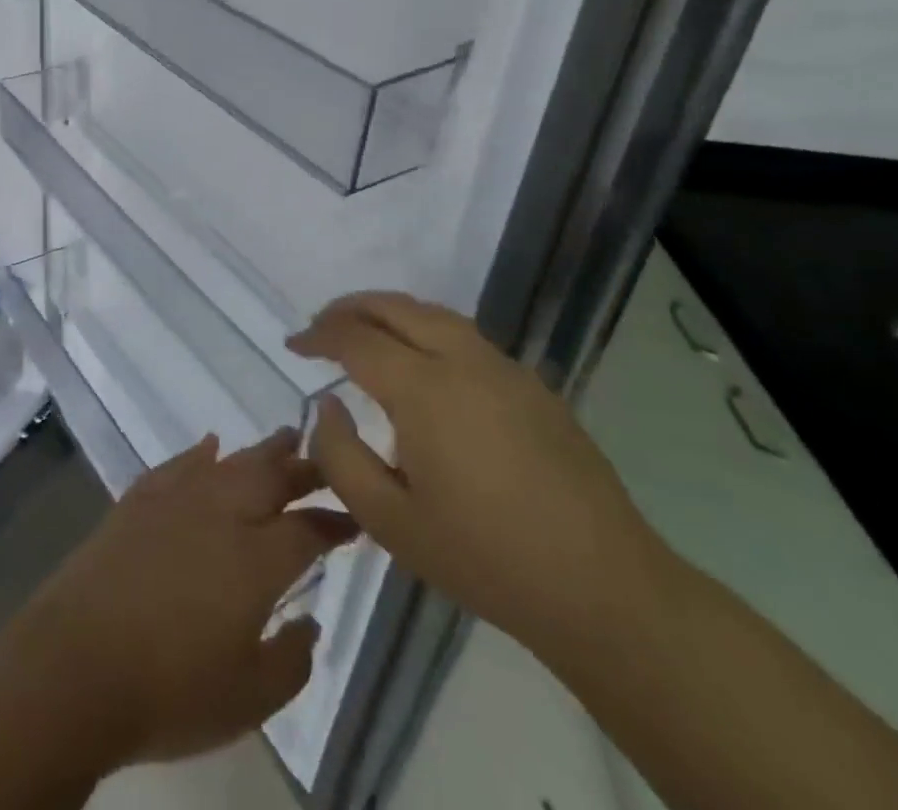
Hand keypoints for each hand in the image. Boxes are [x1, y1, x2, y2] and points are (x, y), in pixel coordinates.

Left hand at [0, 429, 358, 769]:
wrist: (76, 664)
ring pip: (230, 462)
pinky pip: (178, 463)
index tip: (353, 519)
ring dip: (261, 450)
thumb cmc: (169, 691)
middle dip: (304, 466)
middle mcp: (220, 515)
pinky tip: (209, 445)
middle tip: (326, 457)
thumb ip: (292, 660)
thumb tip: (310, 621)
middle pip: (271, 478)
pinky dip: (199, 452)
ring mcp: (176, 500)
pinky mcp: (138, 499)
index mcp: (255, 561)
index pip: (307, 529)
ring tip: (285, 437)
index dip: (334, 522)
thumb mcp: (249, 699)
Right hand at [293, 293, 674, 656]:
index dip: (317, 335)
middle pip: (395, 307)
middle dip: (349, 308)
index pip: (355, 338)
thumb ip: (341, 457)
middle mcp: (462, 361)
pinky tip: (421, 363)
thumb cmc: (486, 559)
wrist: (604, 590)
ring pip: (433, 314)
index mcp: (423, 389)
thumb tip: (328, 407)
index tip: (293, 345)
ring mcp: (504, 369)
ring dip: (390, 312)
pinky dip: (426, 329)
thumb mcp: (390, 522)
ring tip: (364, 333)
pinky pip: (464, 336)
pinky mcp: (532, 386)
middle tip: (320, 328)